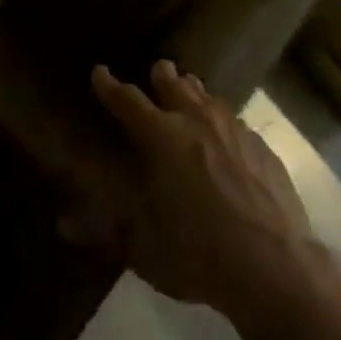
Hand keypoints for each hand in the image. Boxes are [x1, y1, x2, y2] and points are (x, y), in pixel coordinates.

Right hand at [75, 60, 334, 332]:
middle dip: (161, 75)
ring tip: (190, 92)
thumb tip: (63, 225)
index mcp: (161, 137)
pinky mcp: (262, 147)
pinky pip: (235, 121)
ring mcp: (233, 129)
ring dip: (194, 92)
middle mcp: (195, 120)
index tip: (99, 72)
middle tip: (157, 71)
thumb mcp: (145, 249)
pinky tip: (227, 135)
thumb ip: (105, 231)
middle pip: (174, 84)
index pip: (127, 100)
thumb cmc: (200, 255)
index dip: (109, 85)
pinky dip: (223, 120)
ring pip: (208, 96)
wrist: (277, 268)